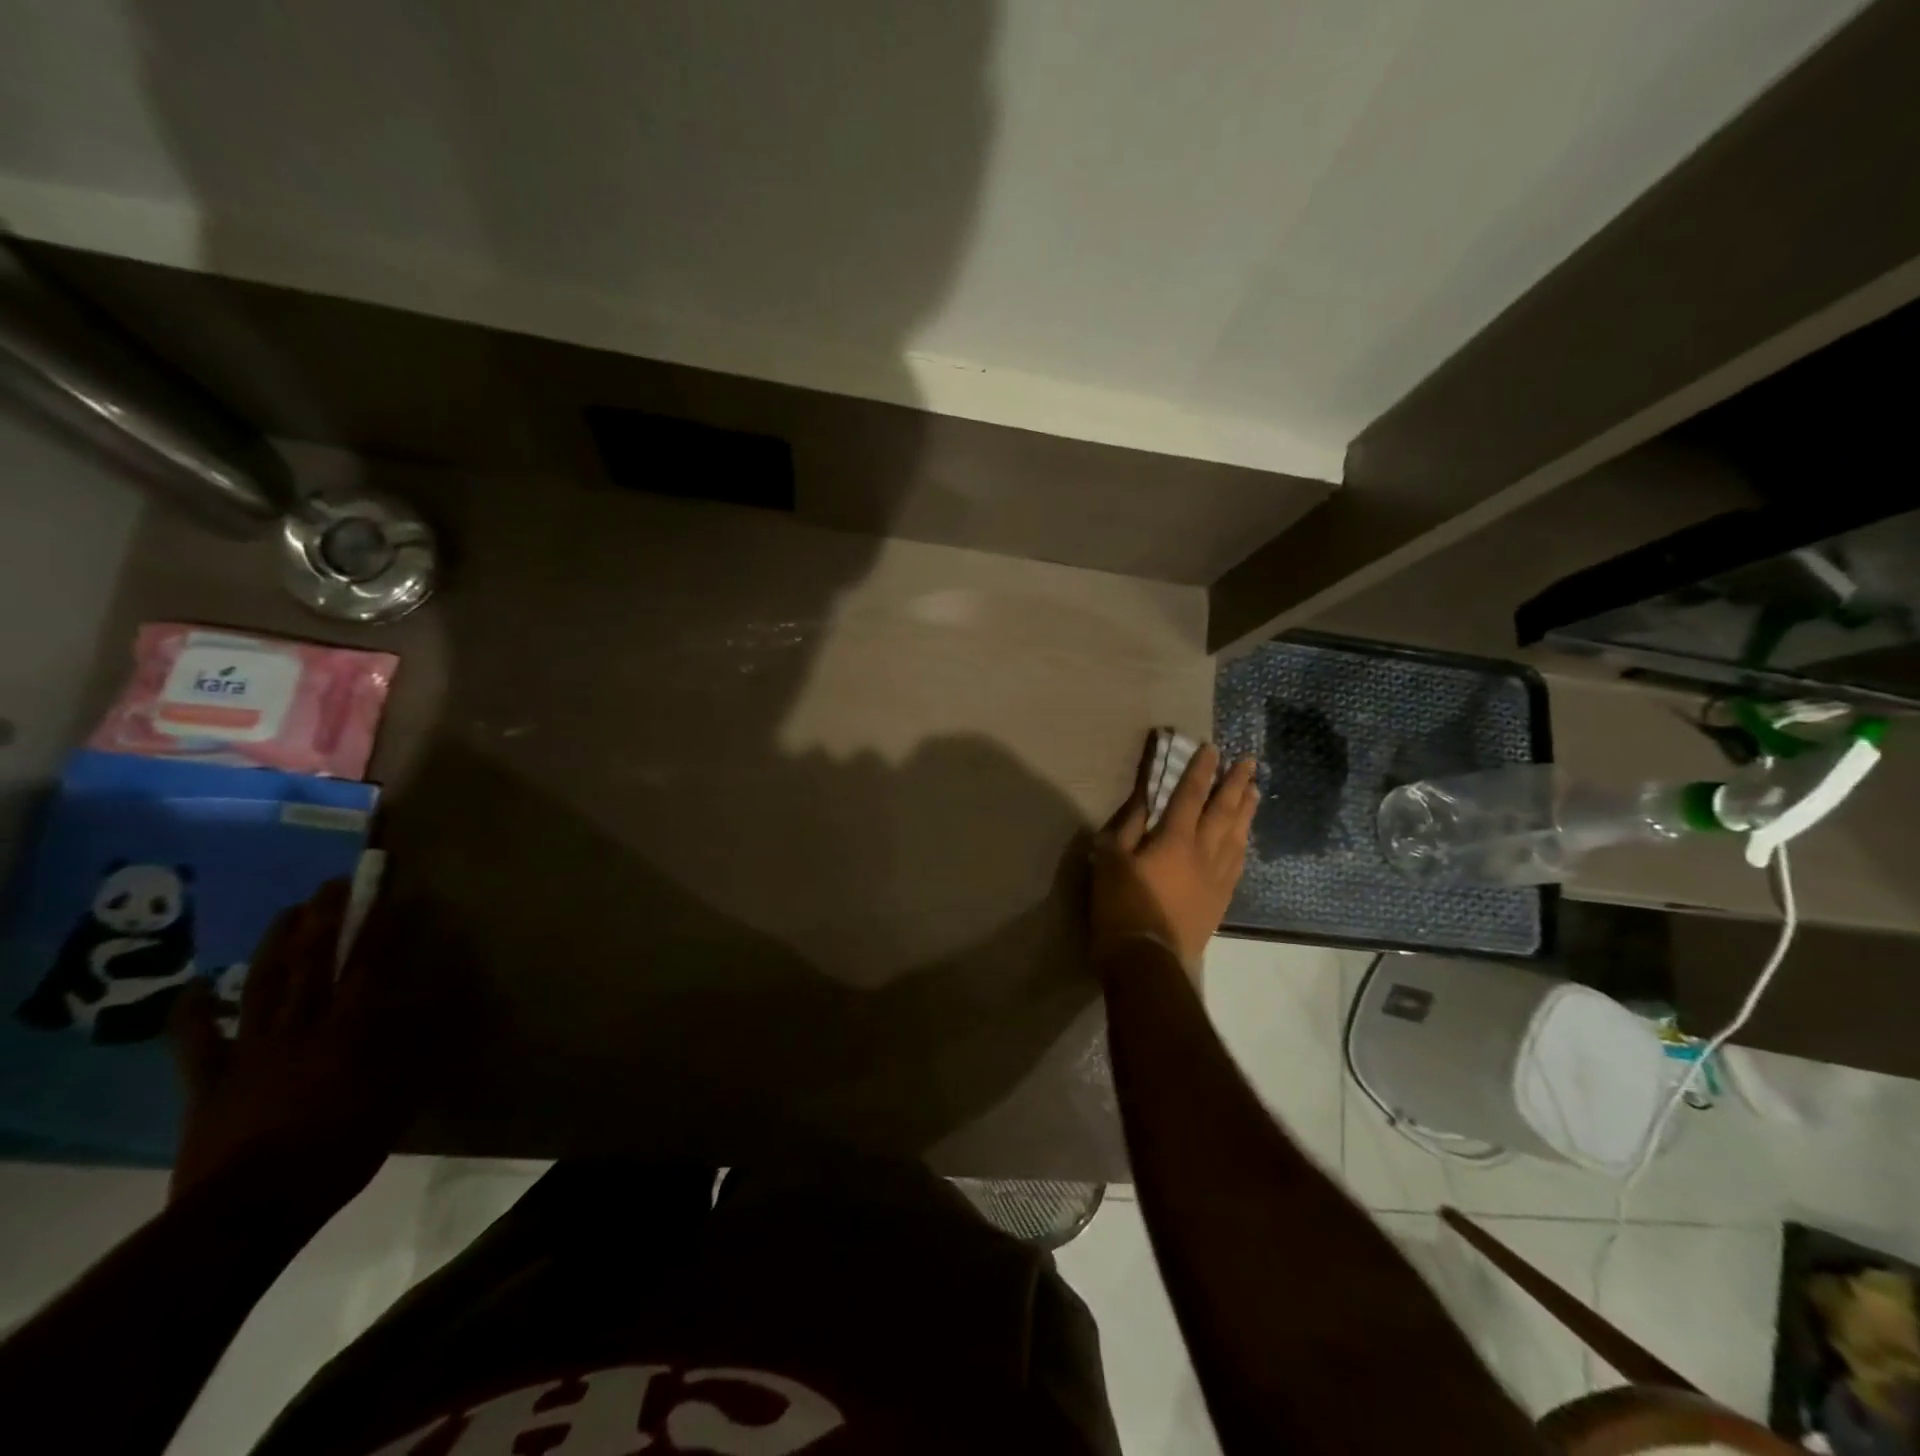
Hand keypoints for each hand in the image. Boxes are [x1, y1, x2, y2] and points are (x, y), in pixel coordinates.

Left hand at [168, 881, 430, 1207]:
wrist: (250, 1209)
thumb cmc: (340, 1150)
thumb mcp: (399, 1098)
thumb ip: (418, 1046)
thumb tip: (440, 1002)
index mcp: (349, 1030)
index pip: (367, 966)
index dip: (377, 927)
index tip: (387, 894)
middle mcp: (301, 1027)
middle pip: (313, 963)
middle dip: (326, 919)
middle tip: (335, 884)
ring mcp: (250, 1049)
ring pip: (261, 985)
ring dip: (275, 945)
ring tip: (289, 911)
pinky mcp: (210, 1078)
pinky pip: (196, 1040)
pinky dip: (194, 1012)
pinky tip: (197, 987)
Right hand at [1091, 739, 1258, 975]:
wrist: (1148, 960)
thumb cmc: (1121, 906)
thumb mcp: (1111, 860)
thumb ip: (1127, 826)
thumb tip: (1142, 799)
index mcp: (1175, 838)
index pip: (1191, 795)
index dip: (1201, 770)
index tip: (1212, 749)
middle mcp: (1204, 852)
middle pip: (1224, 811)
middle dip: (1236, 783)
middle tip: (1250, 762)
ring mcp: (1217, 877)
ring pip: (1238, 835)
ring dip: (1246, 810)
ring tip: (1255, 791)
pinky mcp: (1221, 900)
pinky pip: (1238, 863)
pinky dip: (1244, 844)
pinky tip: (1245, 840)